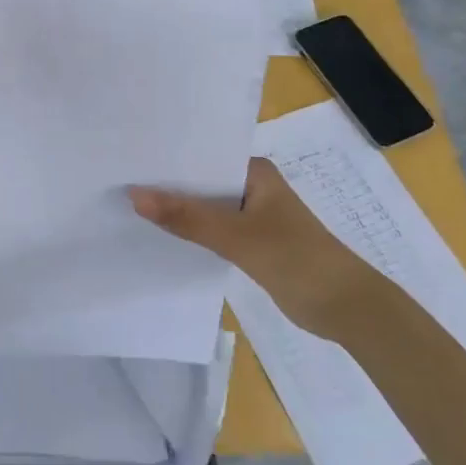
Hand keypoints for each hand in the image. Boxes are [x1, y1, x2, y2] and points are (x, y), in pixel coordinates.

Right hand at [130, 157, 378, 336]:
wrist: (347, 309)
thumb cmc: (297, 259)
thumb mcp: (237, 236)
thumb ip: (186, 217)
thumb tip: (135, 196)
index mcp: (255, 171)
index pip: (202, 155)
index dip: (167, 158)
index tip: (127, 156)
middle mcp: (253, 187)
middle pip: (201, 181)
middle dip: (167, 184)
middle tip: (118, 178)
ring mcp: (253, 216)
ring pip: (206, 208)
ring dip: (178, 210)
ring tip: (129, 204)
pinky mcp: (252, 243)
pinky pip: (213, 230)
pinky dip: (192, 232)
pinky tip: (161, 234)